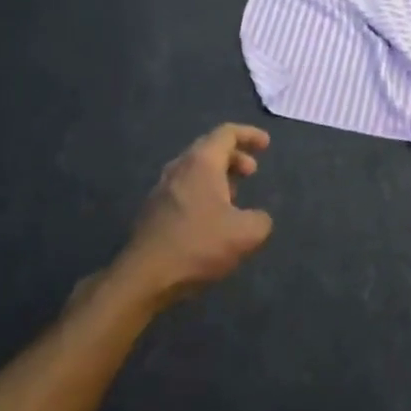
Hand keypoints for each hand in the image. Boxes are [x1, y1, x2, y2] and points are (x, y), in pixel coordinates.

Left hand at [118, 125, 273, 307]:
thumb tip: (258, 218)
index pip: (226, 133)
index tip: (266, 144)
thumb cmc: (198, 245)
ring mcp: (161, 189)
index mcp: (201, 163)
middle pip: (209, 149)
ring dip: (218, 176)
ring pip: (194, 170)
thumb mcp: (246, 234)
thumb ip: (261, 220)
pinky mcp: (153, 211)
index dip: (249, 135)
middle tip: (252, 172)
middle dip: (234, 156)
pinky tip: (211, 218)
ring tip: (234, 196)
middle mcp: (179, 168)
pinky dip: (203, 192)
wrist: (144, 277)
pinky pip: (183, 189)